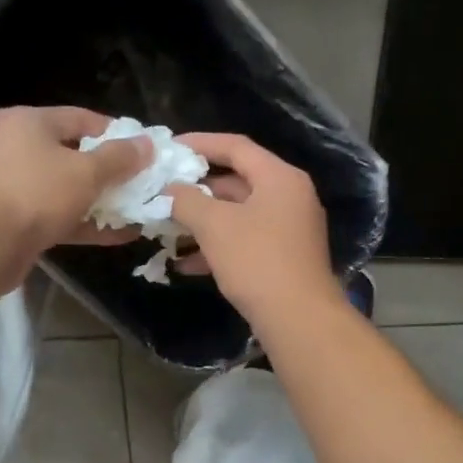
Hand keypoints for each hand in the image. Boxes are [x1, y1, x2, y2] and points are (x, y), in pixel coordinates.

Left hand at [0, 106, 150, 256]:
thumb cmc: (36, 193)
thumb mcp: (86, 172)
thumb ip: (119, 159)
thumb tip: (147, 144)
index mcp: (30, 122)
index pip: (81, 118)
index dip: (116, 134)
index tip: (143, 151)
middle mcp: (19, 149)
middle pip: (74, 155)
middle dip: (110, 172)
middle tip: (142, 183)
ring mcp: (16, 187)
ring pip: (67, 190)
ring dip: (101, 202)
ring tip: (137, 211)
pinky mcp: (18, 222)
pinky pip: (60, 217)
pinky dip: (86, 224)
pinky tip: (119, 235)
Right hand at [166, 133, 340, 324]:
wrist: (298, 318)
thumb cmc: (257, 262)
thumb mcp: (215, 226)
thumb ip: (187, 201)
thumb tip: (170, 190)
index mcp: (279, 178)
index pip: (236, 146)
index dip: (200, 143)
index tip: (170, 148)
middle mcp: (289, 197)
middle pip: (237, 182)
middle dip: (198, 190)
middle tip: (165, 193)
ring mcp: (289, 230)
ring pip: (238, 216)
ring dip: (203, 223)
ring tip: (168, 230)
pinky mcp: (283, 259)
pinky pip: (245, 242)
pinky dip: (218, 248)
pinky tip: (186, 264)